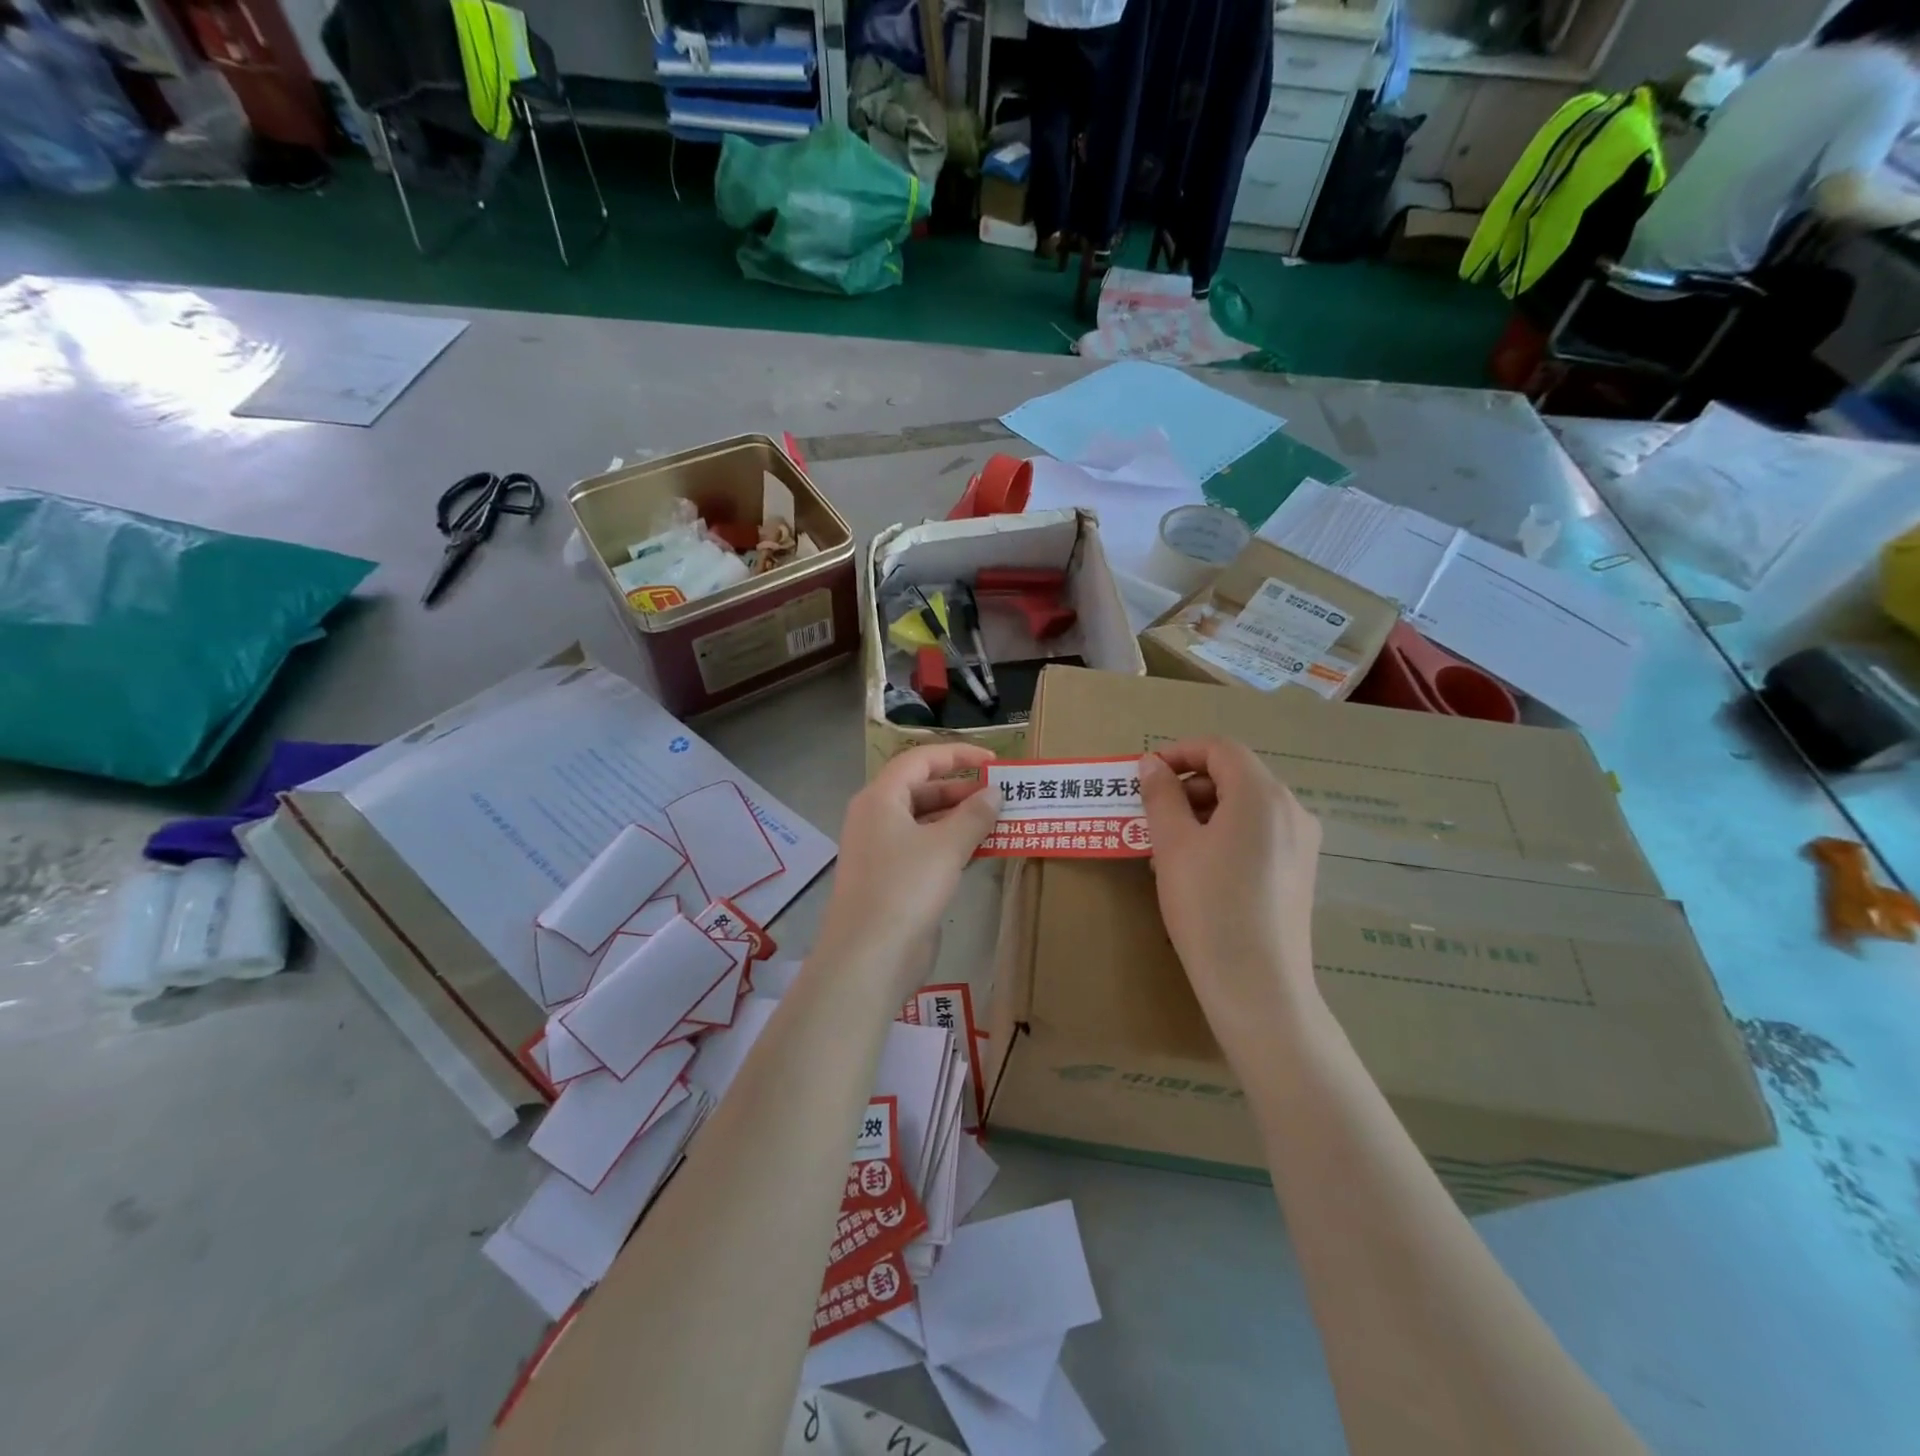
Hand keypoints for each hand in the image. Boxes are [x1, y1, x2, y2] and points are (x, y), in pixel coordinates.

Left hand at [815, 744, 1000, 984]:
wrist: (869, 957)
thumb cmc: (905, 888)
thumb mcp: (946, 846)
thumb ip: (974, 815)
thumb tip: (994, 793)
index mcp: (880, 799)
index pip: (920, 760)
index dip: (958, 756)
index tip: (994, 763)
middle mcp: (877, 819)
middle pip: (922, 790)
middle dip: (962, 790)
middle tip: (1001, 795)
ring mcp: (883, 851)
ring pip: (926, 822)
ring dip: (960, 819)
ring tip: (1000, 820)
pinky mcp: (893, 880)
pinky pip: (926, 850)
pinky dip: (952, 845)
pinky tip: (982, 850)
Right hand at [1138, 738, 1322, 1029]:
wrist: (1258, 986)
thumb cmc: (1209, 906)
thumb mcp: (1173, 845)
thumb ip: (1160, 795)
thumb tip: (1151, 764)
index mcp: (1262, 794)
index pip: (1220, 749)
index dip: (1179, 752)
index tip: (1145, 775)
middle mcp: (1292, 810)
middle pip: (1236, 776)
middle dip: (1189, 786)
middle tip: (1150, 815)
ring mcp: (1302, 843)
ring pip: (1247, 807)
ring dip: (1204, 812)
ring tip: (1168, 847)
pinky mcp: (1300, 873)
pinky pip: (1259, 835)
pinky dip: (1225, 835)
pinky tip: (1198, 869)